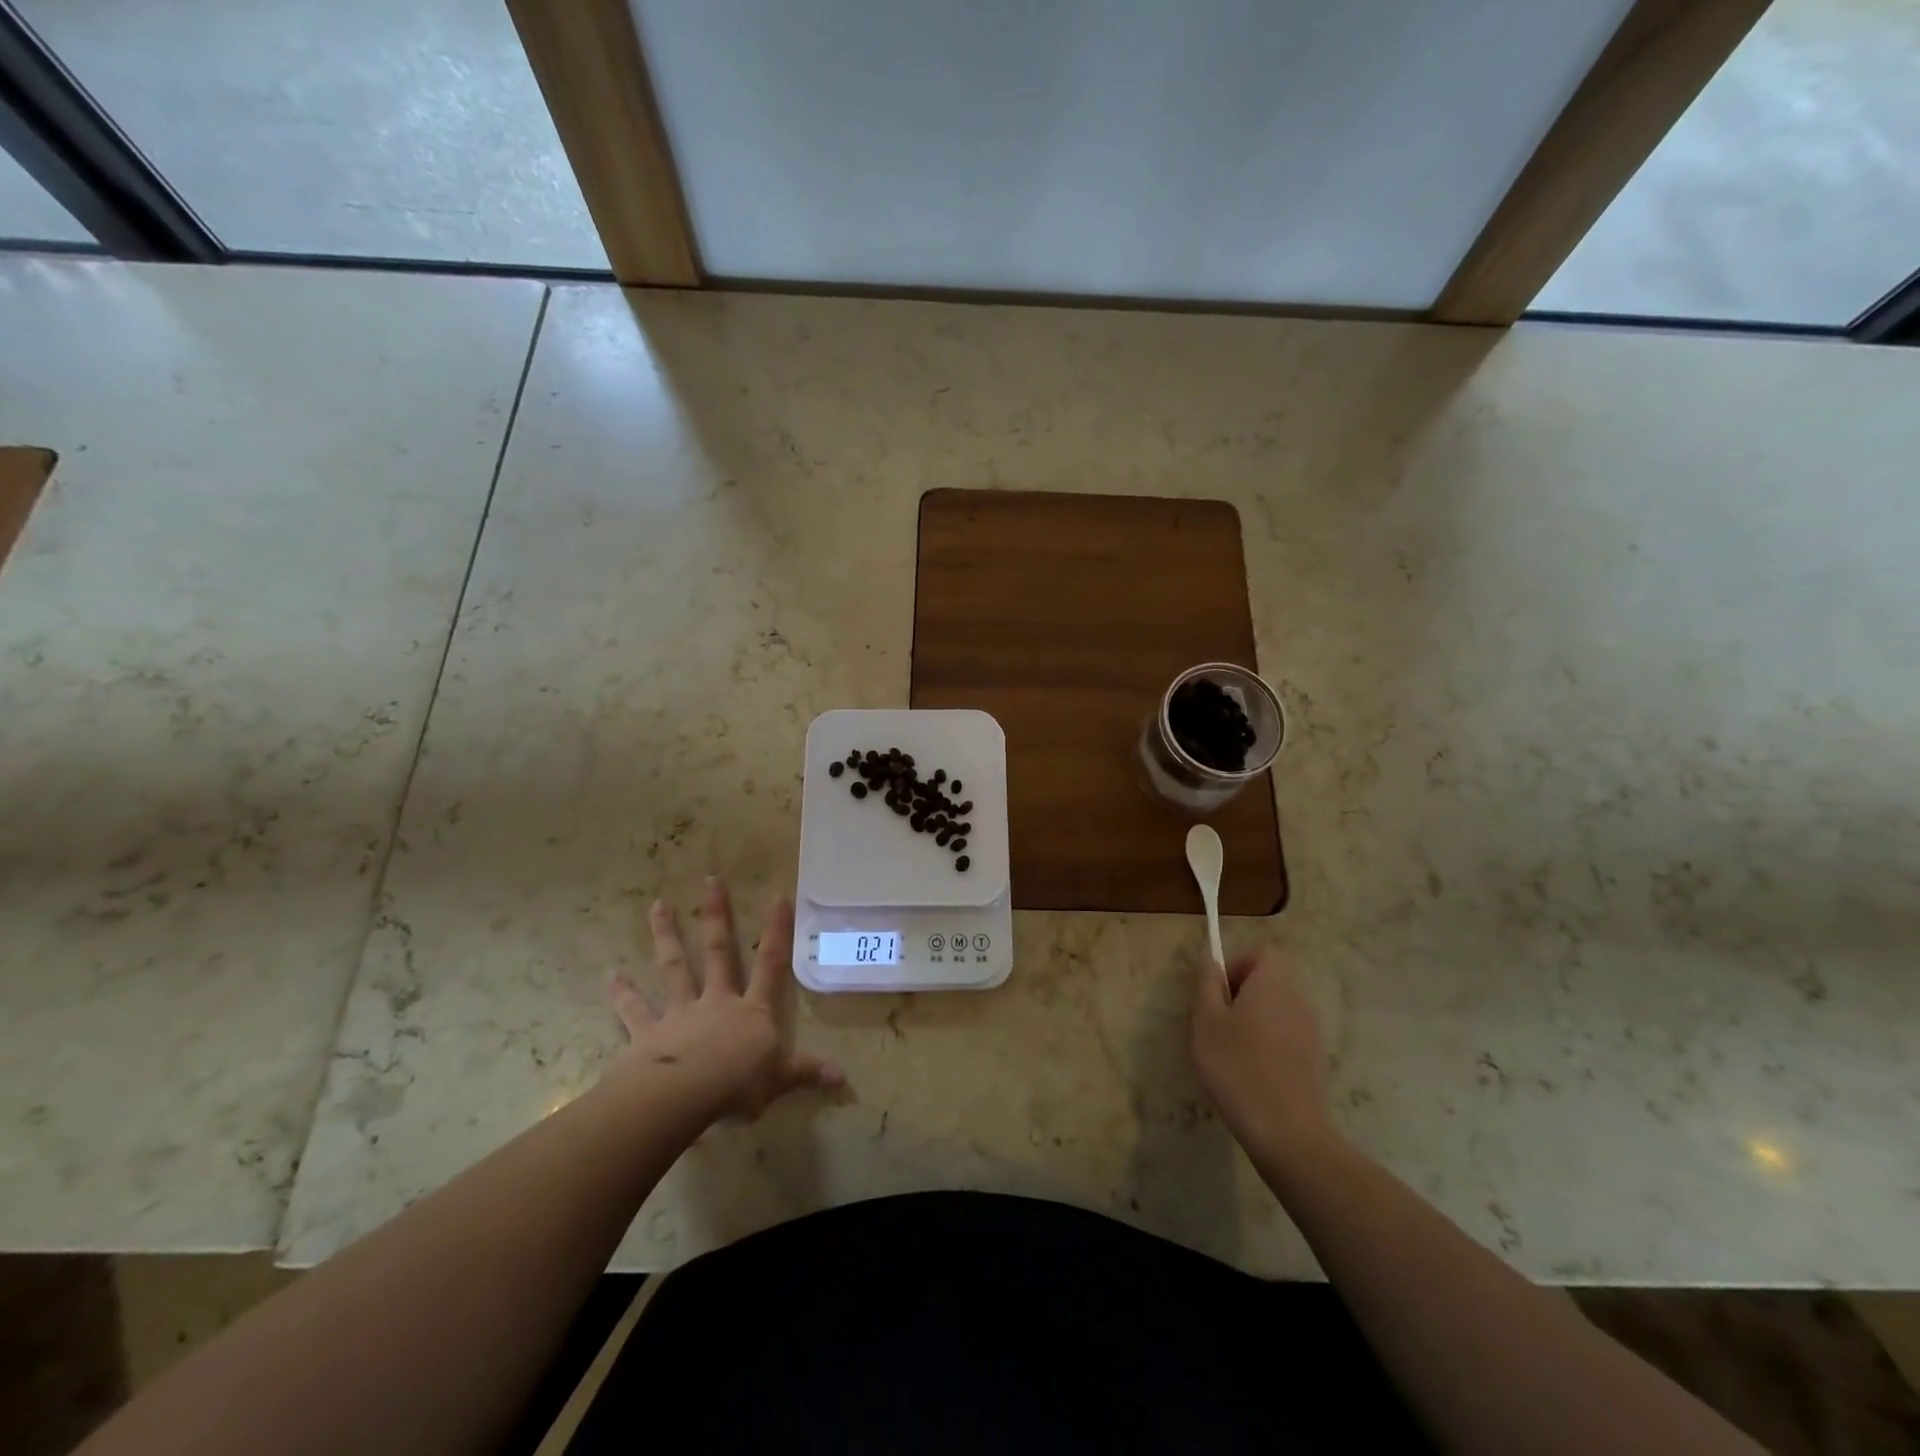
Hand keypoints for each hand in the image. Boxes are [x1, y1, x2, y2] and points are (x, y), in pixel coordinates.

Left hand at [607, 878, 843, 1121]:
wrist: (683, 1097)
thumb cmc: (737, 1085)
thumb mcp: (779, 1080)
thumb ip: (806, 1072)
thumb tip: (842, 1078)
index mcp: (752, 1011)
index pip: (770, 964)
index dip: (776, 930)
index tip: (777, 895)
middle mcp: (717, 1001)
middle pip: (718, 952)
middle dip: (717, 915)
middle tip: (711, 880)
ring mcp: (680, 1014)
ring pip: (674, 967)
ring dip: (667, 936)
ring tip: (657, 906)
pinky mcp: (648, 1033)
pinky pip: (634, 1010)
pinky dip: (622, 994)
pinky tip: (610, 976)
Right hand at [1190, 945, 1336, 1162]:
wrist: (1287, 1132)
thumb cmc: (1237, 1067)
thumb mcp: (1206, 1021)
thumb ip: (1207, 984)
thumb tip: (1210, 959)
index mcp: (1272, 985)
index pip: (1263, 953)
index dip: (1238, 963)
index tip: (1218, 991)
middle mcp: (1297, 1001)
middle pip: (1270, 981)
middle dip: (1241, 994)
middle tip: (1215, 1023)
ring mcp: (1310, 1033)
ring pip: (1277, 1011)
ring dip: (1254, 1021)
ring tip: (1230, 1052)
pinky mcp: (1314, 1061)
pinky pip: (1286, 1037)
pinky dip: (1268, 1045)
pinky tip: (1250, 1074)